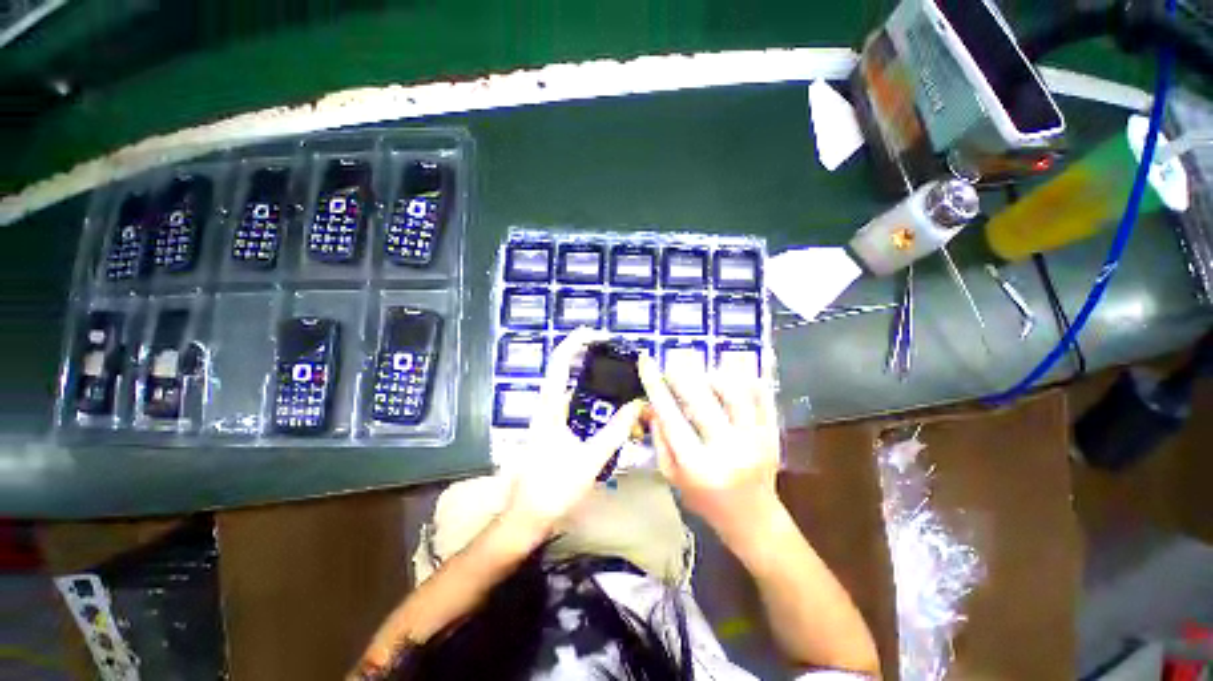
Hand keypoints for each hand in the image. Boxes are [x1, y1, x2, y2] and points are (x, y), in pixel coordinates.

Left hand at [503, 328, 643, 536]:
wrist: (528, 516)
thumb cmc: (554, 487)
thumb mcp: (590, 459)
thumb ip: (615, 431)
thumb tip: (636, 406)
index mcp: (549, 409)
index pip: (558, 365)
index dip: (573, 344)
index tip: (593, 333)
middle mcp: (547, 408)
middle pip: (564, 372)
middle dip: (585, 357)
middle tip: (613, 354)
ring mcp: (549, 420)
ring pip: (570, 391)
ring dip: (590, 381)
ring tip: (616, 377)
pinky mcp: (554, 431)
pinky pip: (574, 407)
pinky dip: (590, 401)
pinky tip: (607, 408)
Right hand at [637, 356, 782, 547]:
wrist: (754, 521)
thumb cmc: (706, 501)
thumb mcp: (673, 477)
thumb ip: (660, 440)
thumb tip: (653, 405)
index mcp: (697, 464)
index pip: (670, 415)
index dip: (656, 385)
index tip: (646, 362)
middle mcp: (726, 449)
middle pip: (702, 399)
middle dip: (682, 374)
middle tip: (673, 363)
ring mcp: (754, 441)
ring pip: (736, 394)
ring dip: (716, 376)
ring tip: (704, 373)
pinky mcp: (772, 435)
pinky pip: (763, 400)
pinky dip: (750, 381)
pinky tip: (738, 373)